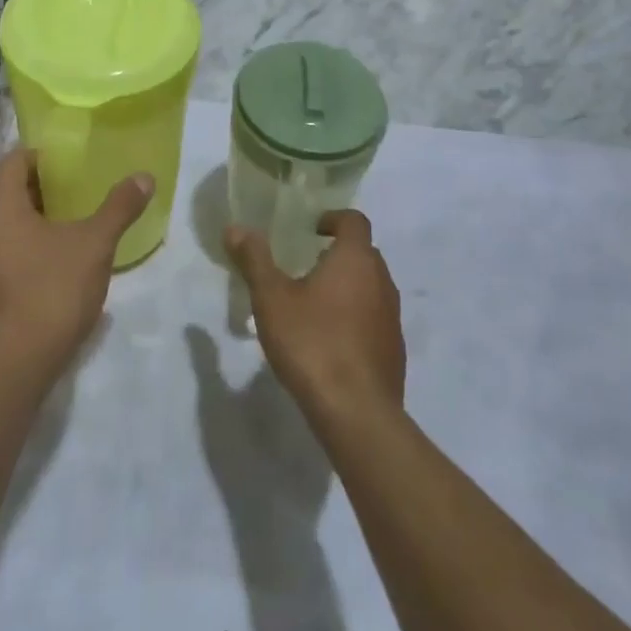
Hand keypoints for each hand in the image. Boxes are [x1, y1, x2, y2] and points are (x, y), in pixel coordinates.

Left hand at [0, 150, 153, 371]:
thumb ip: (119, 207)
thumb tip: (144, 177)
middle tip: (77, 191)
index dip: (44, 156)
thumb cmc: (51, 291)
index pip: (15, 160)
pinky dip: (19, 249)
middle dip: (40, 189)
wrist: (12, 368)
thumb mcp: (95, 244)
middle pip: (6, 192)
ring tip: (67, 226)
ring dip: (29, 221)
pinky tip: (49, 265)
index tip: (72, 162)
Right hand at [226, 211, 405, 421]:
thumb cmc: (312, 343)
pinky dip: (357, 317)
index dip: (333, 219)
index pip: (354, 220)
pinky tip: (331, 341)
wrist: (357, 412)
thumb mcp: (271, 299)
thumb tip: (236, 227)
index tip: (311, 230)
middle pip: (364, 253)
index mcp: (356, 259)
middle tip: (305, 266)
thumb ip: (254, 260)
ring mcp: (392, 316)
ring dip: (348, 287)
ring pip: (371, 287)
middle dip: (337, 254)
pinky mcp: (395, 349)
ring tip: (314, 305)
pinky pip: (375, 318)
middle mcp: (381, 280)